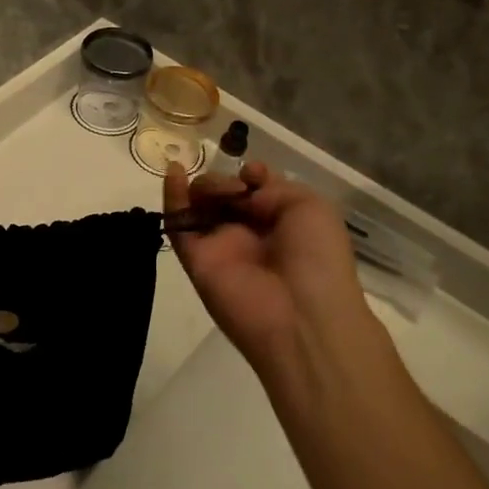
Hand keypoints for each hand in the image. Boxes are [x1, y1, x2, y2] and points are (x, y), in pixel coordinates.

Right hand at [164, 161, 368, 369]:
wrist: (302, 315)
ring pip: (199, 205)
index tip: (253, 176)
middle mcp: (248, 233)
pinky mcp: (195, 259)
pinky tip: (174, 173)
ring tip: (221, 193)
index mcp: (280, 222)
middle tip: (238, 190)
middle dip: (226, 181)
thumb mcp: (310, 206)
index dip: (250, 175)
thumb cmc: (317, 258)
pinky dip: (172, 197)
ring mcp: (220, 246)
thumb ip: (270, 186)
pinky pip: (178, 225)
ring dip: (204, 186)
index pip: (254, 189)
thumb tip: (240, 190)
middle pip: (223, 194)